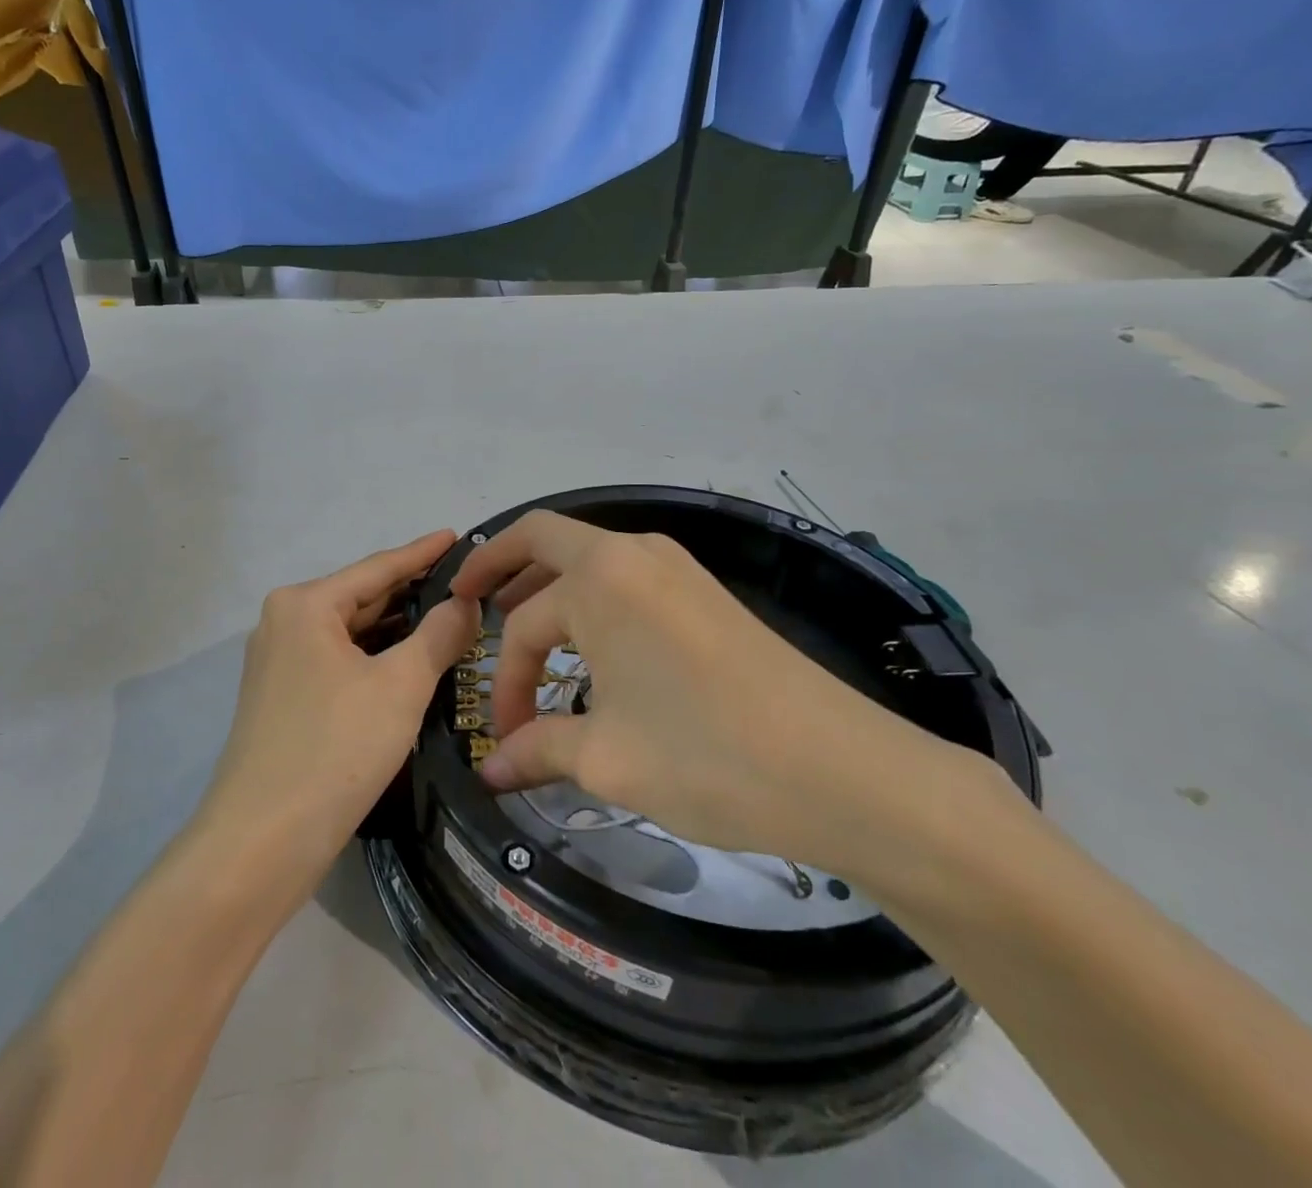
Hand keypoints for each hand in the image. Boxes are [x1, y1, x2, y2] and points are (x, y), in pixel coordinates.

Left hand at [198, 532, 479, 886]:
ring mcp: (278, 662)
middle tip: (466, 585)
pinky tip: (411, 662)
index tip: (458, 535)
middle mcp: (284, 622)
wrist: (261, 842)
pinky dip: (376, 658)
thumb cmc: (336, 748)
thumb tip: (465, 601)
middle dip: (413, 594)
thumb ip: (439, 634)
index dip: (423, 552)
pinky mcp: (283, 698)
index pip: (378, 567)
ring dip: (398, 630)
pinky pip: (339, 661)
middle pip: (362, 597)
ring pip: (351, 633)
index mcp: (305, 604)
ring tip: (450, 619)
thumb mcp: (400, 685)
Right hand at [452, 513, 987, 882]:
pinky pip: (625, 579)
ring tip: (524, 629)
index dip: (506, 683)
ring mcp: (675, 566)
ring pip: (587, 559)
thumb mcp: (608, 759)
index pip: (525, 625)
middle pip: (543, 540)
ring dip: (547, 586)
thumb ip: (538, 751)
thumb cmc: (707, 756)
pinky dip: (591, 599)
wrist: (844, 771)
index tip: (506, 737)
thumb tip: (490, 771)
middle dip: (498, 566)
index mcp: (599, 579)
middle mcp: (633, 552)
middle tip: (467, 601)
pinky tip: (590, 645)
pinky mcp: (704, 591)